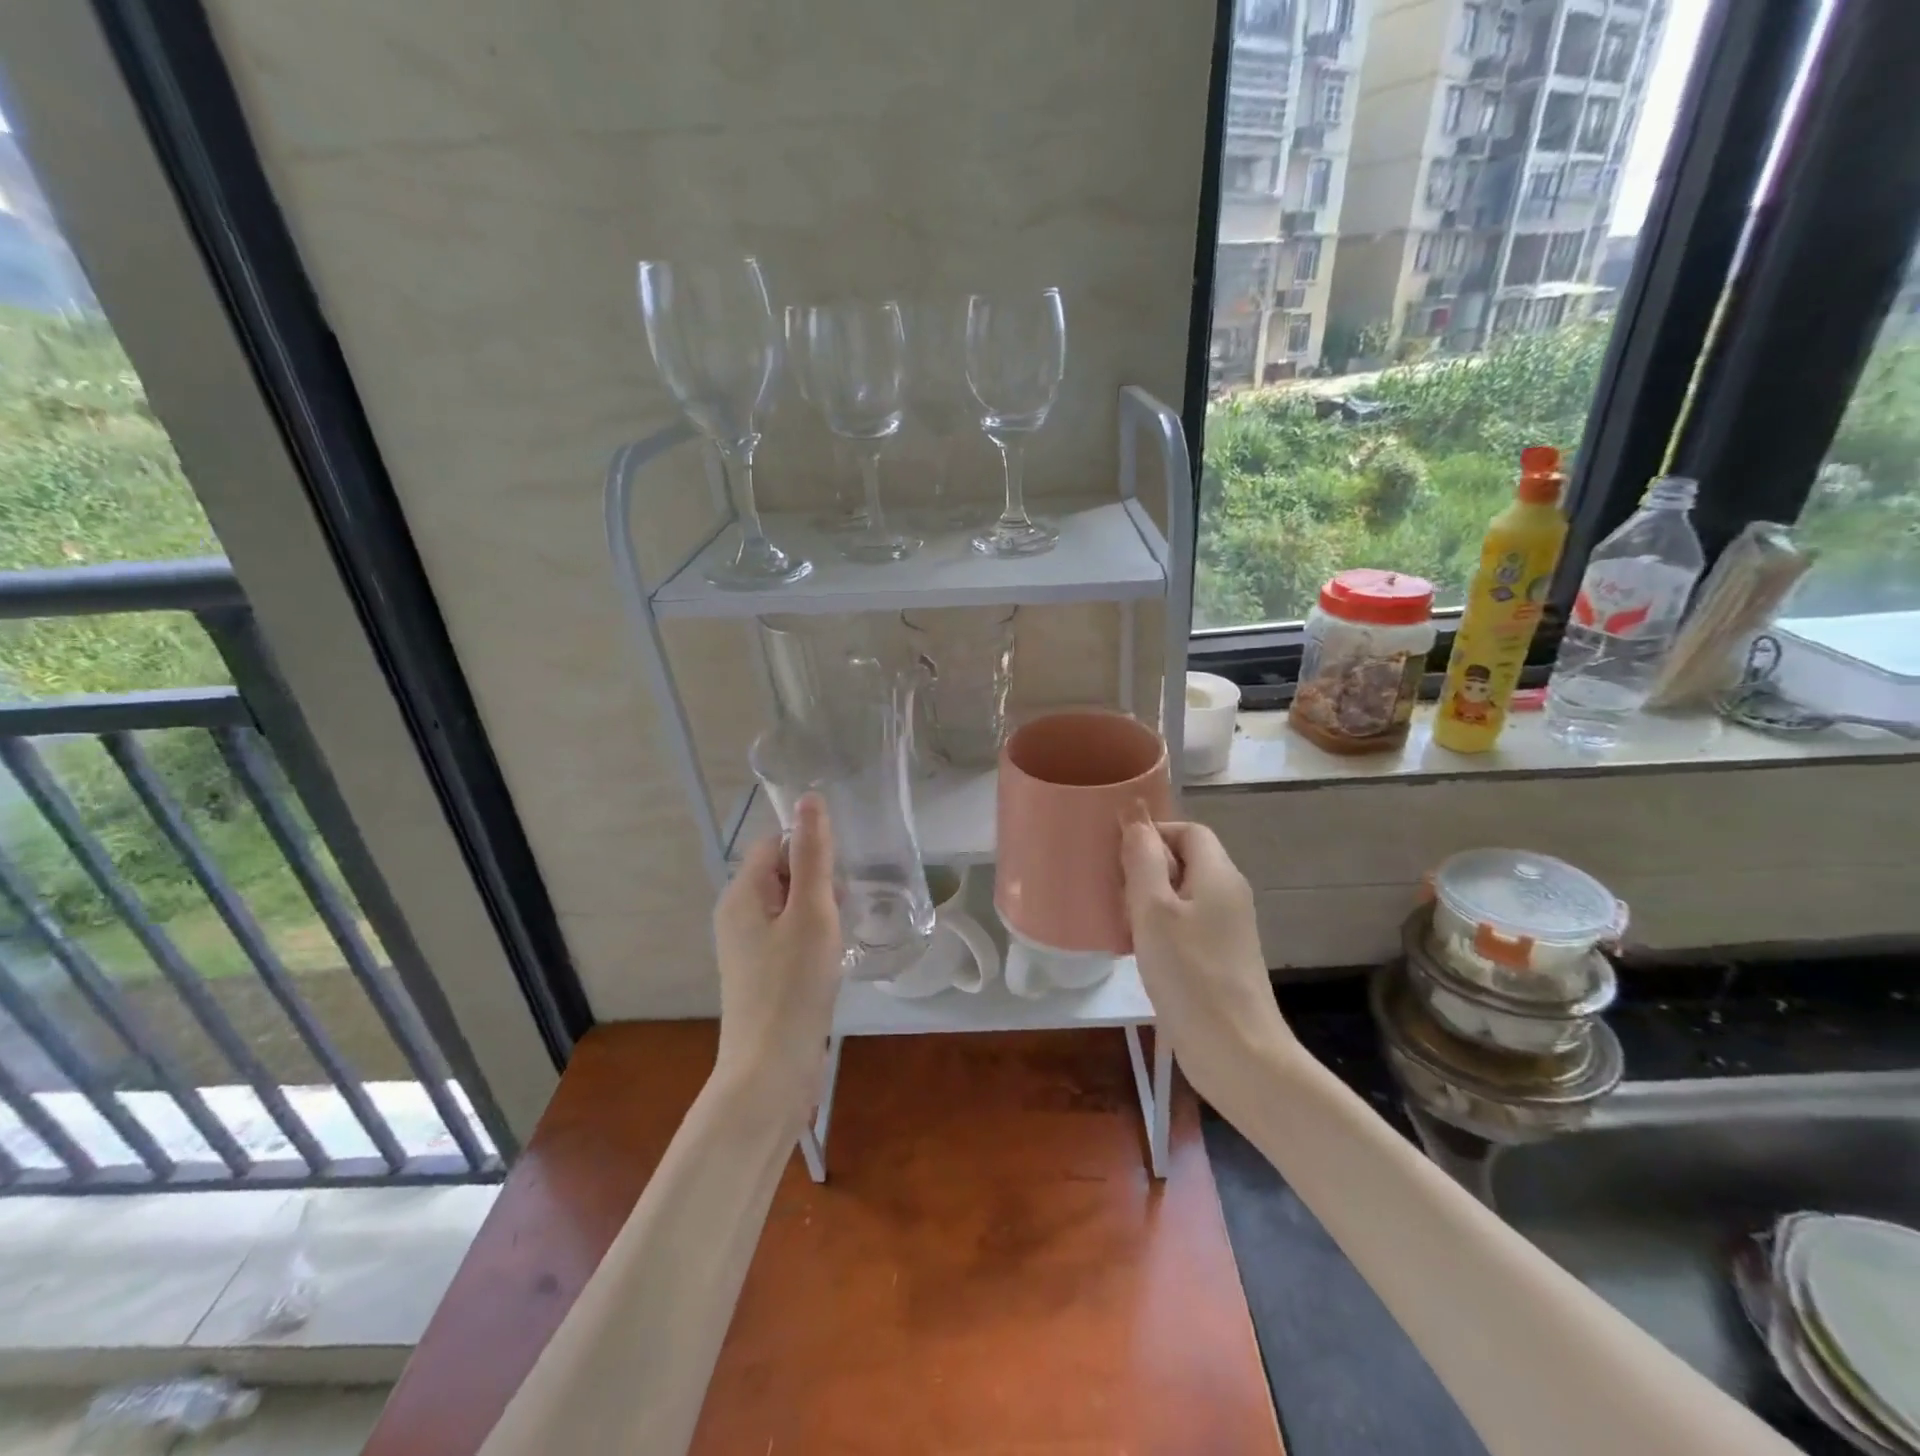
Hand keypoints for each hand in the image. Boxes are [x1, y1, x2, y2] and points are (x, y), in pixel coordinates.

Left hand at [712, 794, 844, 1116]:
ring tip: (844, 929)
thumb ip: (812, 854)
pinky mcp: (760, 972)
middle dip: (817, 879)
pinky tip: (832, 956)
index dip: (809, 846)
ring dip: (818, 908)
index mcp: (742, 893)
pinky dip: (812, 935)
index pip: (774, 842)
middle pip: (781, 872)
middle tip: (846, 904)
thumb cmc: (793, 985)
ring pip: (788, 904)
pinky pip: (788, 934)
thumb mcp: (811, 912)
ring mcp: (747, 946)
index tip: (841, 871)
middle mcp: (737, 913)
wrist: (771, 1069)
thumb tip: (810, 798)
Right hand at [1120, 809, 1300, 1109]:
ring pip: (1182, 896)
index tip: (1119, 858)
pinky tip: (1137, 951)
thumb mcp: (1154, 910)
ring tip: (1121, 923)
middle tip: (1115, 893)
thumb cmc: (1190, 974)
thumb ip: (1143, 859)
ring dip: (1148, 902)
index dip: (1153, 834)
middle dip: (1146, 869)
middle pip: (1185, 861)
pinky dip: (1159, 929)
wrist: (1236, 1053)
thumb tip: (1134, 819)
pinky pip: (1186, 926)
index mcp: (1218, 875)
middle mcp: (1228, 895)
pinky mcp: (1220, 959)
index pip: (1188, 830)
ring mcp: (1227, 930)